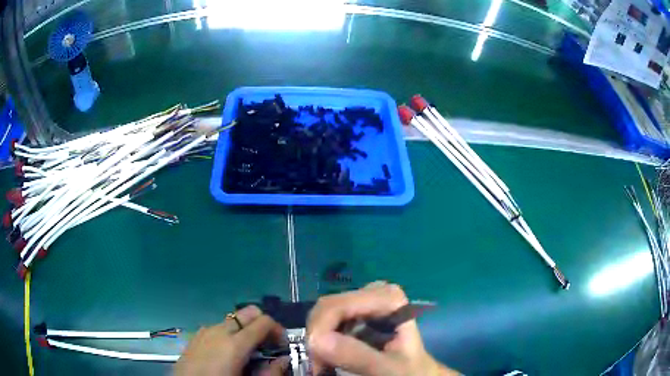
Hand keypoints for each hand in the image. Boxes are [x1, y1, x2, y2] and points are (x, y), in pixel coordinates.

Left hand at [174, 305, 289, 375]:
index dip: (278, 330)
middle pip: (248, 312)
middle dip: (262, 323)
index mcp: (235, 344)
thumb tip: (283, 360)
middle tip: (267, 344)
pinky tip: (227, 353)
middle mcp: (220, 330)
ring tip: (248, 352)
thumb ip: (270, 372)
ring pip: (233, 320)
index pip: (264, 321)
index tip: (282, 345)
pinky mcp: (196, 336)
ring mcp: (205, 331)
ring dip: (245, 330)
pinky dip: (229, 334)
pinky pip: (218, 328)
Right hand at [307, 282, 459, 375]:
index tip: (317, 361)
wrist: (418, 373)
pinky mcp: (356, 314)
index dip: (319, 331)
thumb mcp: (388, 368)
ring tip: (323, 364)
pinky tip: (328, 356)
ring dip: (317, 340)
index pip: (336, 306)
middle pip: (326, 308)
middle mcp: (374, 292)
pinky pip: (328, 322)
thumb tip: (316, 340)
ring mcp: (364, 303)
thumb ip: (358, 356)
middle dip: (317, 337)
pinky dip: (322, 341)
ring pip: (322, 315)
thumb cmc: (410, 371)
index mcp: (387, 298)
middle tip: (318, 365)